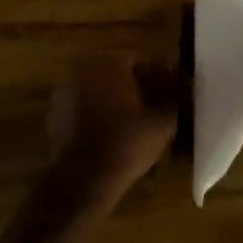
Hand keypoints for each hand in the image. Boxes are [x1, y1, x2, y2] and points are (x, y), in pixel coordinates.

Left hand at [44, 56, 177, 209]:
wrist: (81, 181)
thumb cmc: (125, 146)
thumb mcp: (162, 123)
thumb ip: (176, 98)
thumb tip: (186, 84)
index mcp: (109, 62)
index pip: (142, 61)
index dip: (161, 77)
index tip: (173, 92)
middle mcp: (83, 68)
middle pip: (119, 73)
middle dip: (139, 86)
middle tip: (157, 107)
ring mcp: (65, 89)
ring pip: (101, 88)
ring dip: (119, 99)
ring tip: (137, 121)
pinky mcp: (55, 112)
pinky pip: (85, 104)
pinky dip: (99, 111)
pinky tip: (114, 131)